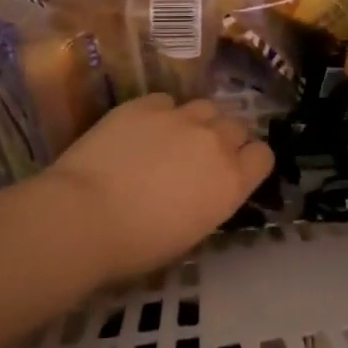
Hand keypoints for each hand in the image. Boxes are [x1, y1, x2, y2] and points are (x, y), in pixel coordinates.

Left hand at [43, 95, 272, 283]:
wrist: (85, 215)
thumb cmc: (136, 245)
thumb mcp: (189, 232)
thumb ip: (209, 200)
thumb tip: (203, 188)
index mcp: (231, 182)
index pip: (263, 156)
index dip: (249, 161)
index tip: (234, 171)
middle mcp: (214, 142)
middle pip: (236, 126)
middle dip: (225, 139)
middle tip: (200, 157)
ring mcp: (180, 117)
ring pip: (205, 107)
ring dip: (197, 122)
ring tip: (172, 139)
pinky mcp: (145, 104)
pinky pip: (165, 102)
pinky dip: (160, 114)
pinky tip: (140, 131)